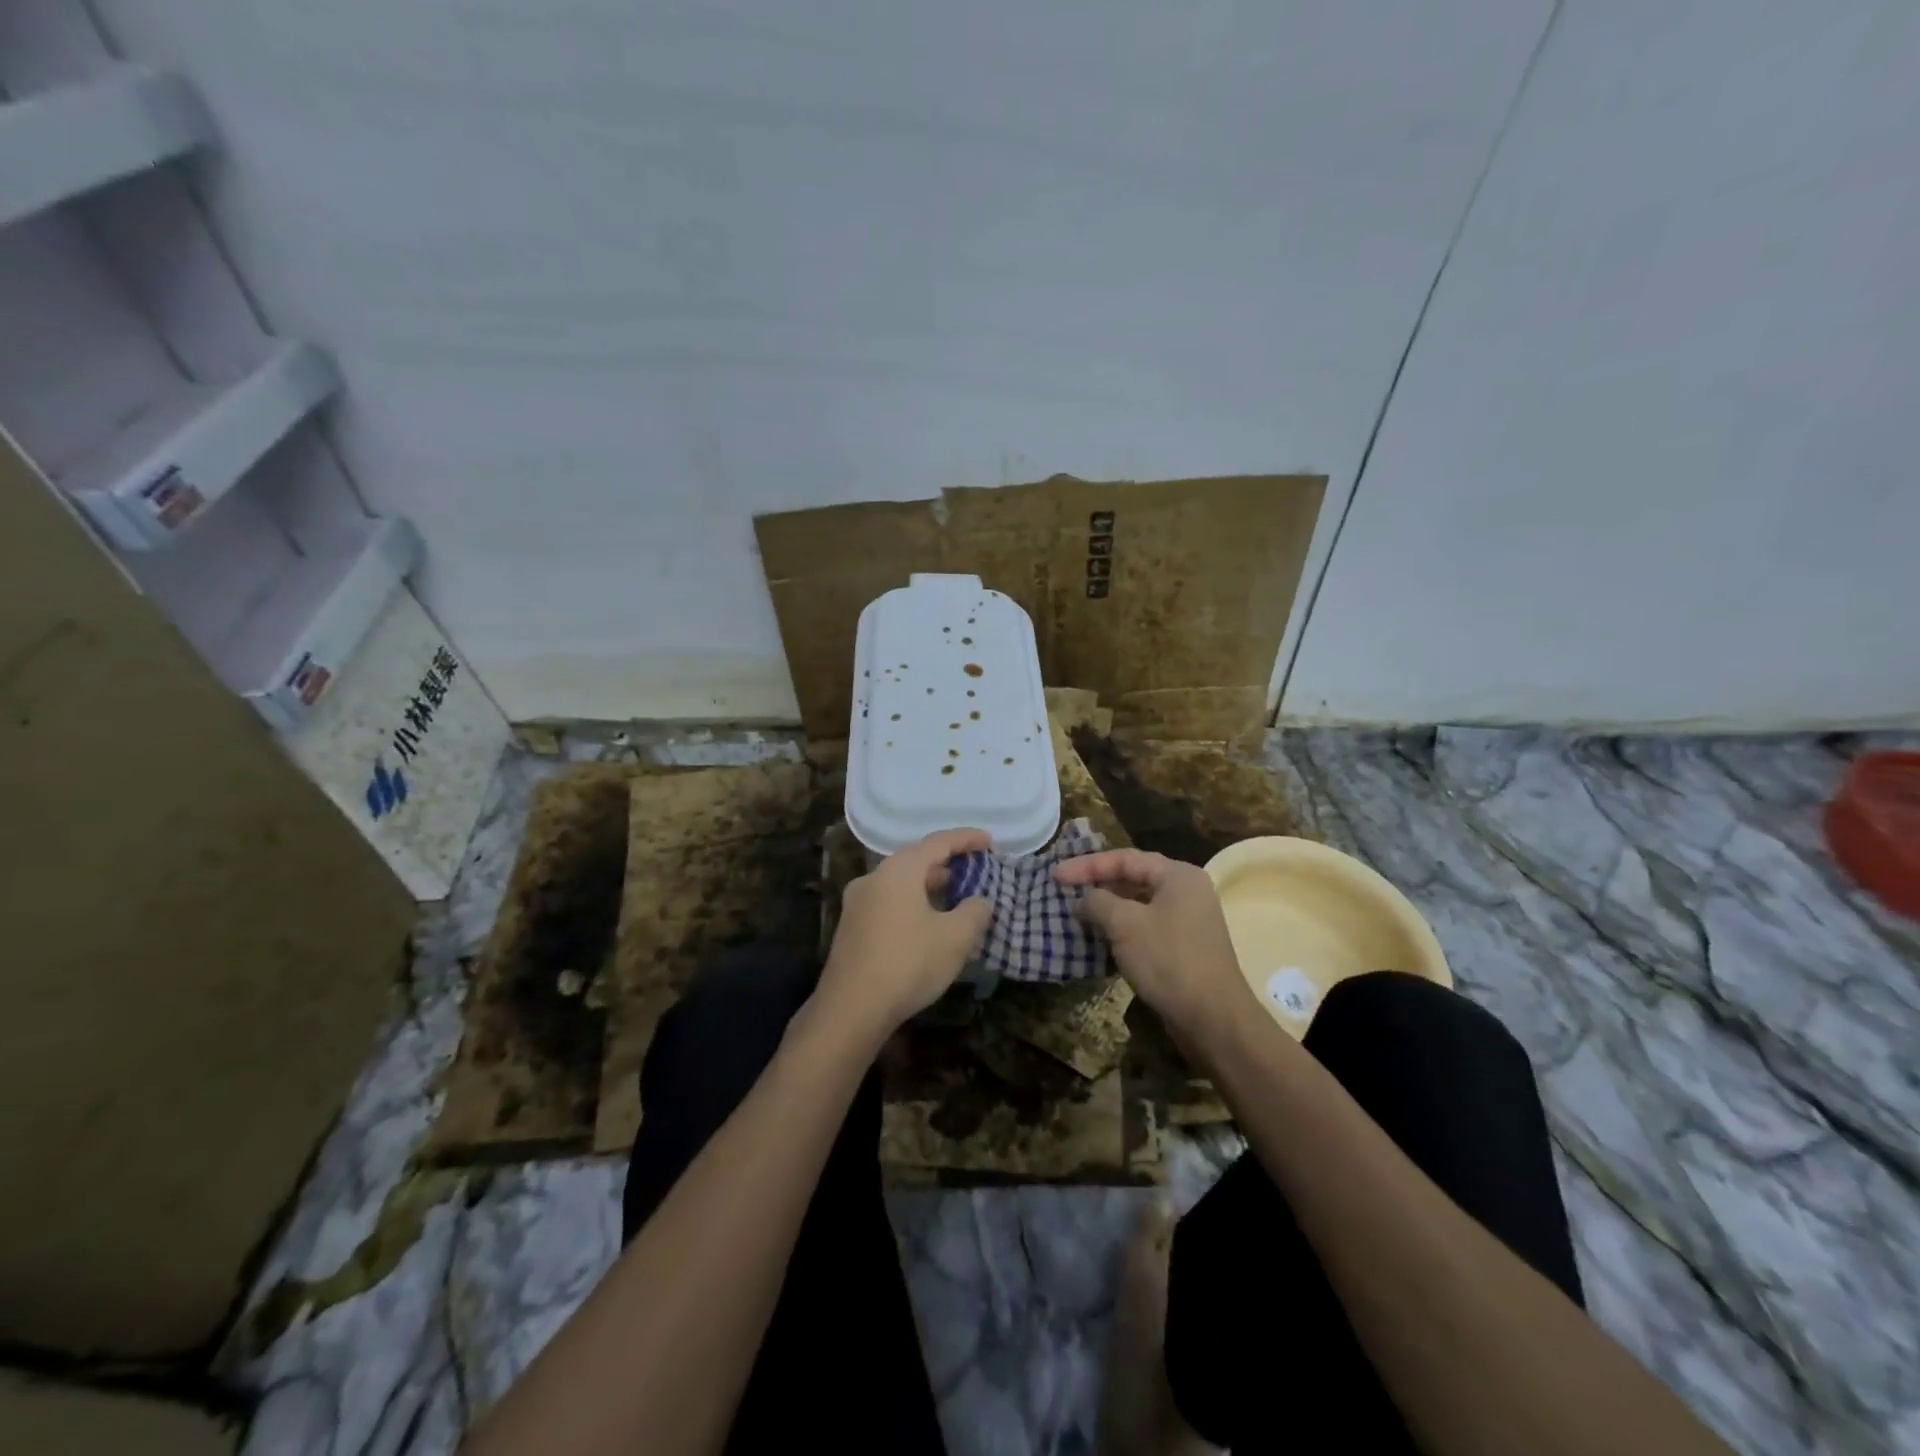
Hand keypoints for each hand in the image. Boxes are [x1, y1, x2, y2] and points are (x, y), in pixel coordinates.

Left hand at [817, 828, 993, 1042]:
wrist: (851, 1008)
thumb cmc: (908, 963)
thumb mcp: (955, 938)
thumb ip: (975, 912)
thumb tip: (979, 902)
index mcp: (899, 870)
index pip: (938, 842)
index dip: (967, 839)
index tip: (990, 842)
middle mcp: (874, 877)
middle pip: (917, 861)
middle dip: (948, 866)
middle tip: (975, 874)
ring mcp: (858, 903)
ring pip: (902, 885)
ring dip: (930, 889)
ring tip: (956, 901)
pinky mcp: (851, 928)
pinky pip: (890, 904)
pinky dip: (914, 906)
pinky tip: (929, 927)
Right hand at [1053, 849, 1252, 1040]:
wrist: (1212, 1018)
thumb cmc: (1168, 959)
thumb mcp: (1124, 924)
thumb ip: (1097, 902)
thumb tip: (1083, 900)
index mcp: (1178, 875)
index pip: (1125, 858)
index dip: (1087, 865)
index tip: (1056, 876)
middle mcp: (1187, 892)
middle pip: (1134, 877)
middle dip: (1097, 884)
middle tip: (1064, 891)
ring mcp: (1188, 921)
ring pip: (1139, 905)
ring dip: (1107, 908)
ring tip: (1077, 913)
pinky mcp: (1184, 948)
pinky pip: (1146, 927)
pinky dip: (1121, 929)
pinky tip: (1100, 939)